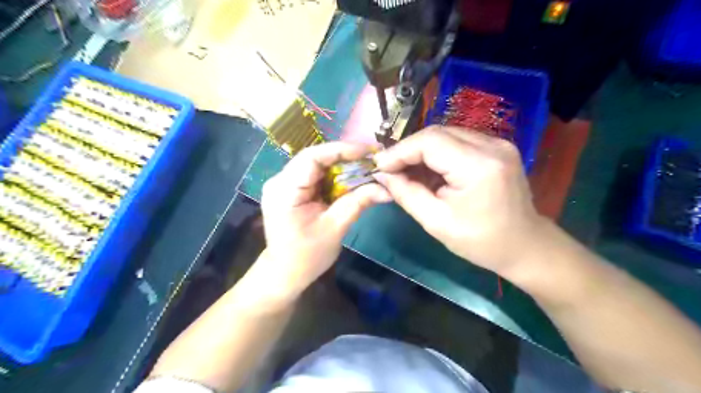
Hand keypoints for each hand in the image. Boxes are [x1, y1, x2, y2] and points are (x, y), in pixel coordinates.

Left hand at [258, 143, 391, 298]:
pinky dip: (334, 176)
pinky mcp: (290, 190)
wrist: (284, 273)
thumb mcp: (335, 228)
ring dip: (341, 166)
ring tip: (366, 167)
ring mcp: (283, 185)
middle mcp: (279, 181)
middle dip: (345, 157)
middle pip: (315, 158)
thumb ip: (358, 202)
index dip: (341, 150)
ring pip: (316, 165)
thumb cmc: (307, 256)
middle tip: (372, 159)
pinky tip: (351, 179)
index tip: (368, 152)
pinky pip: (315, 176)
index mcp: (285, 189)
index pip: (312, 157)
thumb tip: (386, 189)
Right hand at [375, 126, 543, 275]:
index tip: (379, 167)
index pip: (429, 142)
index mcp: (479, 166)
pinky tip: (428, 171)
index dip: (399, 151)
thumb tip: (382, 174)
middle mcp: (492, 146)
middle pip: (437, 133)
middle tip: (390, 170)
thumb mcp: (436, 222)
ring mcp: (498, 143)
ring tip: (405, 172)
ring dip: (421, 151)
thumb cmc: (480, 241)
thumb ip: (406, 193)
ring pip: (446, 135)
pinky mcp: (497, 147)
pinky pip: (457, 142)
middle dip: (408, 150)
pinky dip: (437, 154)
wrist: (525, 245)